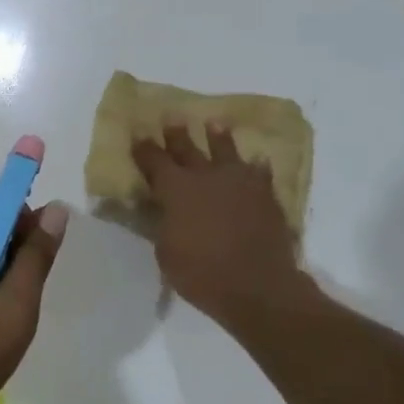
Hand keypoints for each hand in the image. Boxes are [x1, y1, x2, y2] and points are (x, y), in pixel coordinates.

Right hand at [133, 122, 306, 330]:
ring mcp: (239, 182)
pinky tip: (258, 161)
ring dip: (218, 137)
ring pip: (226, 151)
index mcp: (176, 189)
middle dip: (176, 134)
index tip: (138, 135)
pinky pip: (260, 173)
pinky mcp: (265, 194)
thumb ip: (163, 224)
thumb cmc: (201, 273)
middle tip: (171, 118)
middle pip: (187, 148)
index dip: (144, 148)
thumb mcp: (166, 252)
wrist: (258, 286)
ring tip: (215, 123)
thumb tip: (162, 210)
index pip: (154, 161)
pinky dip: (256, 167)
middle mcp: (206, 176)